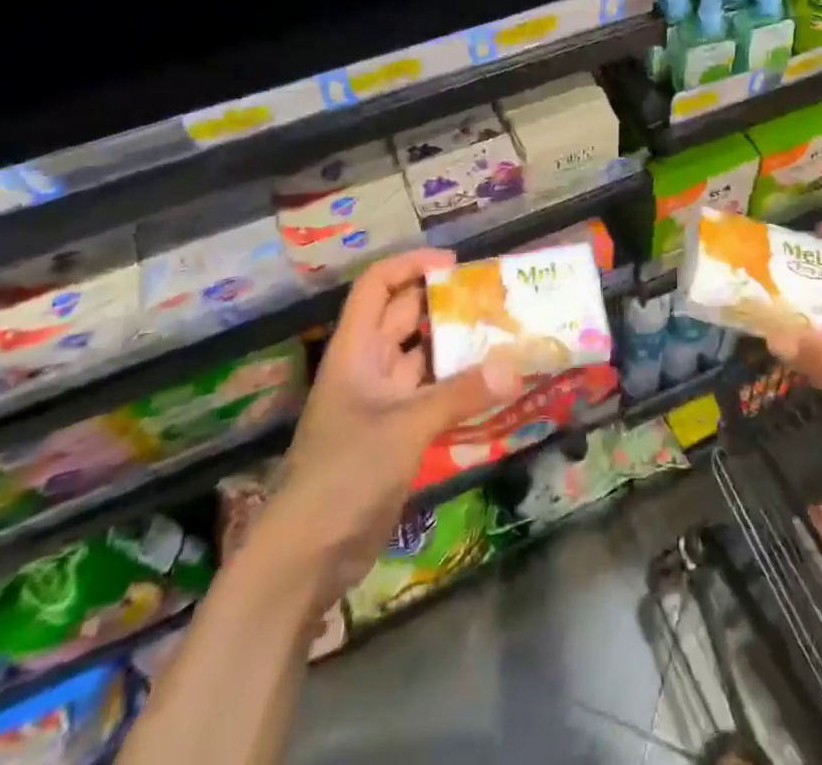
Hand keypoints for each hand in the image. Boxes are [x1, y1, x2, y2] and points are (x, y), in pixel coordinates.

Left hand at [245, 249, 521, 608]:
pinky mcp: (396, 435)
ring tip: (503, 334)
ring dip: (456, 347)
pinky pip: (432, 396)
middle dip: (444, 303)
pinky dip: (458, 387)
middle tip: (493, 298)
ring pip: (422, 358)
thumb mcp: (404, 427)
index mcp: (356, 350)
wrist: (307, 557)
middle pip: (404, 317)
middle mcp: (368, 367)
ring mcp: (381, 402)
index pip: (377, 286)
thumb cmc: (345, 474)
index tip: (454, 264)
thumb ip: (460, 394)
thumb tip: (514, 366)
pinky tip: (493, 386)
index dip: (410, 265)